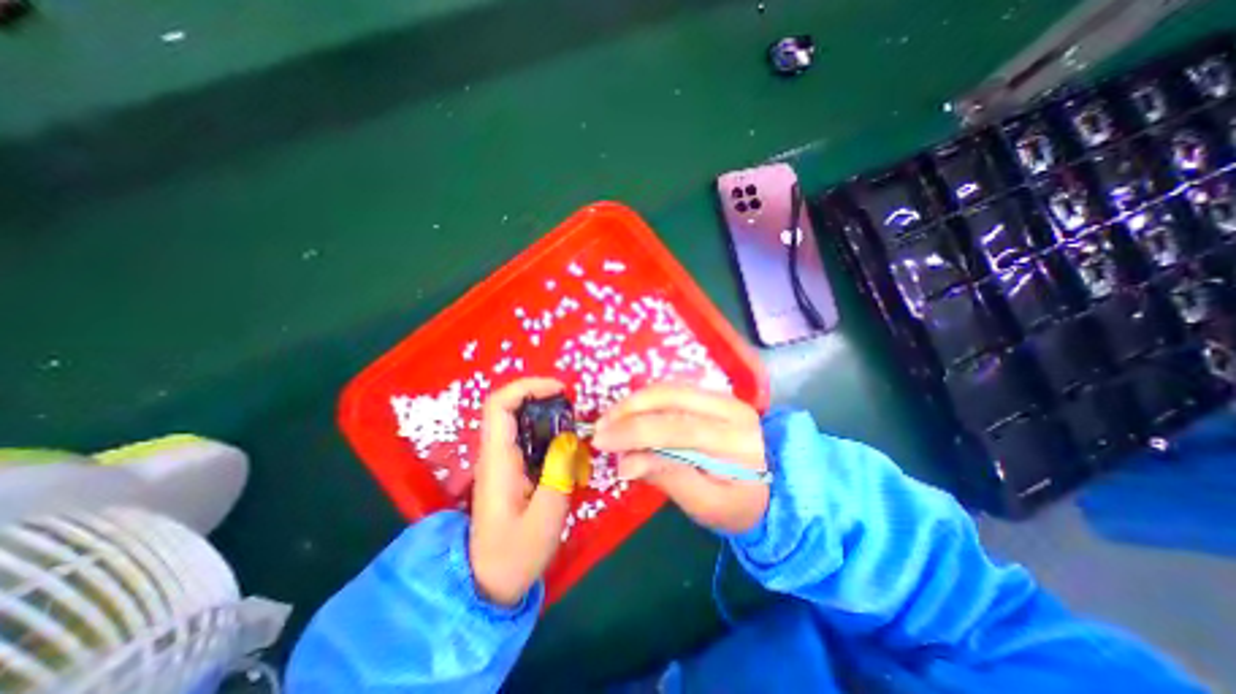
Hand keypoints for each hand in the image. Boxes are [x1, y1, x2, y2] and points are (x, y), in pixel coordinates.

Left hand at [470, 377, 571, 604]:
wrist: (487, 585)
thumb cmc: (514, 555)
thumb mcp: (545, 518)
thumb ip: (558, 473)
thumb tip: (568, 437)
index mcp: (498, 460)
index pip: (499, 405)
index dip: (527, 387)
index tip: (560, 389)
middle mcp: (495, 454)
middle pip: (509, 407)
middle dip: (541, 397)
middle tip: (573, 407)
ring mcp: (501, 462)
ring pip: (519, 421)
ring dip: (546, 414)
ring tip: (575, 424)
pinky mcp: (510, 470)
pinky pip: (527, 438)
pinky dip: (548, 432)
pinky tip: (567, 446)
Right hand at [593, 383, 768, 534]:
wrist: (775, 485)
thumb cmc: (740, 505)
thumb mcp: (706, 505)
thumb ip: (668, 478)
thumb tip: (624, 463)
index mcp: (735, 441)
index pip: (677, 428)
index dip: (634, 432)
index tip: (600, 442)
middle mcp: (731, 408)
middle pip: (671, 397)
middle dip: (629, 410)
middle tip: (600, 428)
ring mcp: (723, 397)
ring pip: (670, 388)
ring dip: (634, 401)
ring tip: (610, 420)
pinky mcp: (713, 395)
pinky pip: (673, 390)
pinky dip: (646, 399)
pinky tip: (629, 413)